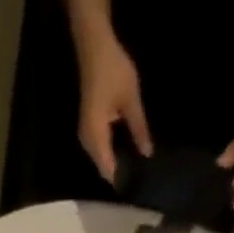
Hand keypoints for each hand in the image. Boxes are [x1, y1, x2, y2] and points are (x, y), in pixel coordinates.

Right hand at [75, 33, 152, 184]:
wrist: (93, 46)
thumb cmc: (113, 70)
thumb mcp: (131, 100)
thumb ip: (139, 129)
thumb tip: (147, 154)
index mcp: (96, 137)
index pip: (108, 169)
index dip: (122, 179)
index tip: (138, 186)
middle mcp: (87, 142)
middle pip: (103, 168)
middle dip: (120, 173)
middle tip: (141, 178)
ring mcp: (86, 136)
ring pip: (101, 160)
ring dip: (116, 163)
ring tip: (136, 167)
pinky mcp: (88, 128)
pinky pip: (100, 149)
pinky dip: (111, 153)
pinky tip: (126, 151)